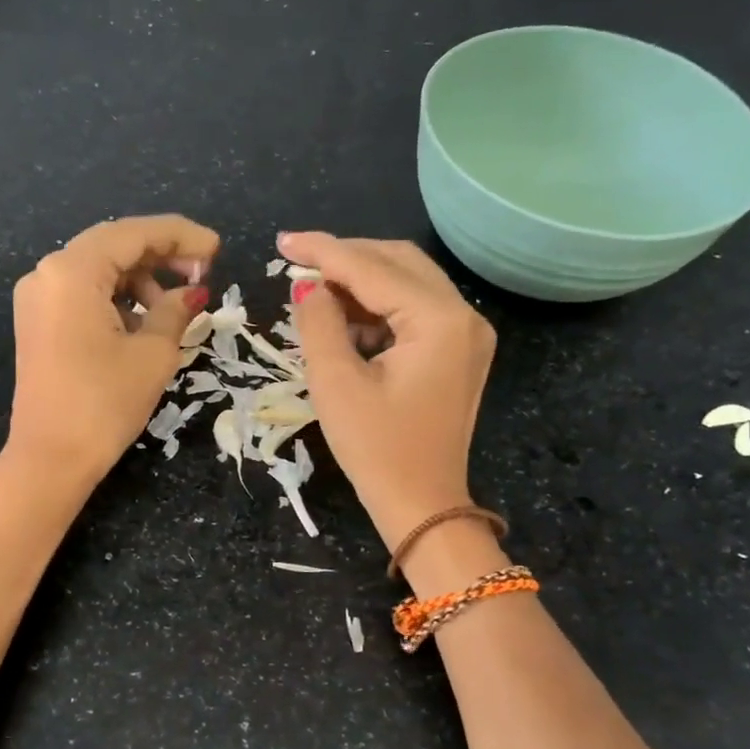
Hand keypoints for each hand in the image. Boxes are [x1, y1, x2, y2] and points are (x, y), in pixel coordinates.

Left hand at [7, 214, 218, 485]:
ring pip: (97, 271)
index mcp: (72, 271)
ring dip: (139, 280)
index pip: (133, 234)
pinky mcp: (37, 324)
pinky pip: (83, 295)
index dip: (180, 236)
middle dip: (160, 255)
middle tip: (202, 272)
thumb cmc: (105, 403)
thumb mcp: (153, 354)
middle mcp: (47, 273)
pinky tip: (144, 321)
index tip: (216, 249)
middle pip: (112, 246)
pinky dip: (116, 299)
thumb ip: (175, 311)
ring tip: (175, 307)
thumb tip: (192, 292)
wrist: (51, 458)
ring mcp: (37, 299)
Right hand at [281, 231, 495, 548]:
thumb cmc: (377, 451)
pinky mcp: (458, 353)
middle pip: (399, 262)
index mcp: (439, 320)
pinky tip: (344, 321)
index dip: (324, 251)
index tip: (283, 241)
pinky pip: (415, 312)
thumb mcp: (336, 385)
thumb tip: (307, 286)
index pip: (374, 267)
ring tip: (314, 295)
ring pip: (408, 284)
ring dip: (361, 283)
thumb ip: (319, 323)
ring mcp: (467, 335)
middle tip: (296, 264)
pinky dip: (379, 309)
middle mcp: (464, 316)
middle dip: (346, 259)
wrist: (423, 507)